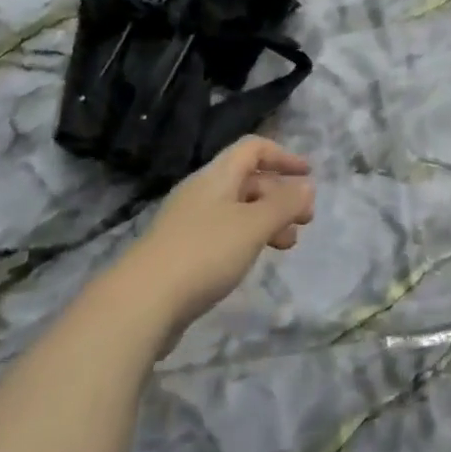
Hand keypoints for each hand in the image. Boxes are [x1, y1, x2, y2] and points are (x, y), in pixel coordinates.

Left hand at [129, 138, 316, 334]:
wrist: (141, 303)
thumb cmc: (204, 253)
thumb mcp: (253, 225)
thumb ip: (284, 204)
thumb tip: (307, 185)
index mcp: (217, 176)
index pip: (253, 148)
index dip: (283, 156)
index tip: (308, 175)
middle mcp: (202, 192)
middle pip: (247, 179)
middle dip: (280, 195)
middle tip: (305, 220)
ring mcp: (189, 223)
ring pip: (238, 209)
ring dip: (267, 220)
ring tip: (287, 245)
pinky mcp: (182, 252)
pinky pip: (224, 233)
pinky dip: (247, 238)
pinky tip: (253, 259)